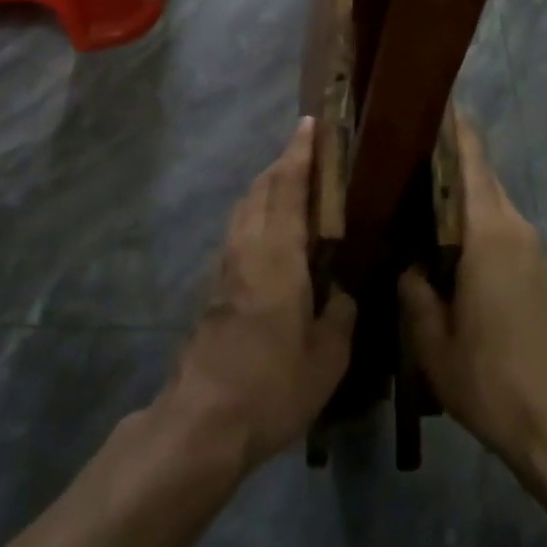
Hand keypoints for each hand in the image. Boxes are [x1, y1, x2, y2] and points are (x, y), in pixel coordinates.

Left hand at [162, 119, 356, 473]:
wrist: (202, 422)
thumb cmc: (272, 385)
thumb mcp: (327, 356)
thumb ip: (341, 314)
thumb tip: (344, 292)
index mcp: (277, 254)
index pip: (287, 187)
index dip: (299, 153)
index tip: (310, 124)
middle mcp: (247, 248)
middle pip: (261, 189)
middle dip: (283, 164)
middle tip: (309, 152)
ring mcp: (225, 267)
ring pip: (244, 208)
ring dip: (267, 187)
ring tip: (293, 186)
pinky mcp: (214, 288)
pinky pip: (239, 231)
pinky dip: (257, 213)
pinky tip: (273, 234)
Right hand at [399, 117, 546, 476]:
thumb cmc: (491, 379)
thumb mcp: (431, 340)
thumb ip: (412, 289)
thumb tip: (404, 257)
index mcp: (488, 232)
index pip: (469, 157)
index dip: (449, 124)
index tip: (420, 102)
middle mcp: (514, 225)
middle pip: (479, 171)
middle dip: (445, 152)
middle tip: (398, 147)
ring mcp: (530, 245)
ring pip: (489, 197)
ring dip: (457, 186)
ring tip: (410, 186)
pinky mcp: (536, 266)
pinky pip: (498, 222)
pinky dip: (470, 214)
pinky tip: (440, 232)